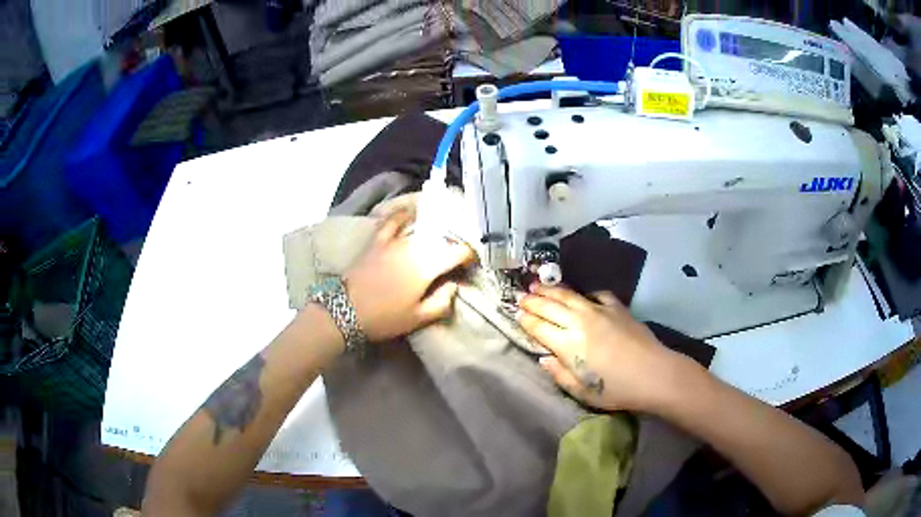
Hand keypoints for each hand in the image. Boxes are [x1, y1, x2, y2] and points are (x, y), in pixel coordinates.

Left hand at [344, 210, 474, 341]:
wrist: (345, 310)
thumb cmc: (384, 317)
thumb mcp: (418, 318)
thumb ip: (442, 301)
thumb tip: (454, 285)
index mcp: (428, 266)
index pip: (457, 252)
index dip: (468, 256)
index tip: (470, 264)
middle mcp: (414, 247)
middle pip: (441, 239)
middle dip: (452, 246)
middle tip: (455, 258)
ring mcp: (395, 240)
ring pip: (422, 230)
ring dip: (435, 233)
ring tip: (440, 239)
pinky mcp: (378, 239)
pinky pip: (393, 220)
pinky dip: (404, 214)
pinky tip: (411, 212)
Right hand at [517, 283, 677, 411]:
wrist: (653, 373)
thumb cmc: (617, 389)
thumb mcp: (582, 392)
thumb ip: (559, 374)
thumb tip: (544, 358)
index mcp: (568, 344)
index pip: (539, 328)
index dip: (526, 320)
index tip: (516, 314)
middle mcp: (579, 322)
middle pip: (550, 307)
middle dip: (532, 301)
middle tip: (520, 296)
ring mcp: (599, 311)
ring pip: (569, 295)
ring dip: (551, 290)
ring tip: (538, 286)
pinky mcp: (617, 307)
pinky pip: (596, 295)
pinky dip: (584, 294)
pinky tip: (582, 297)